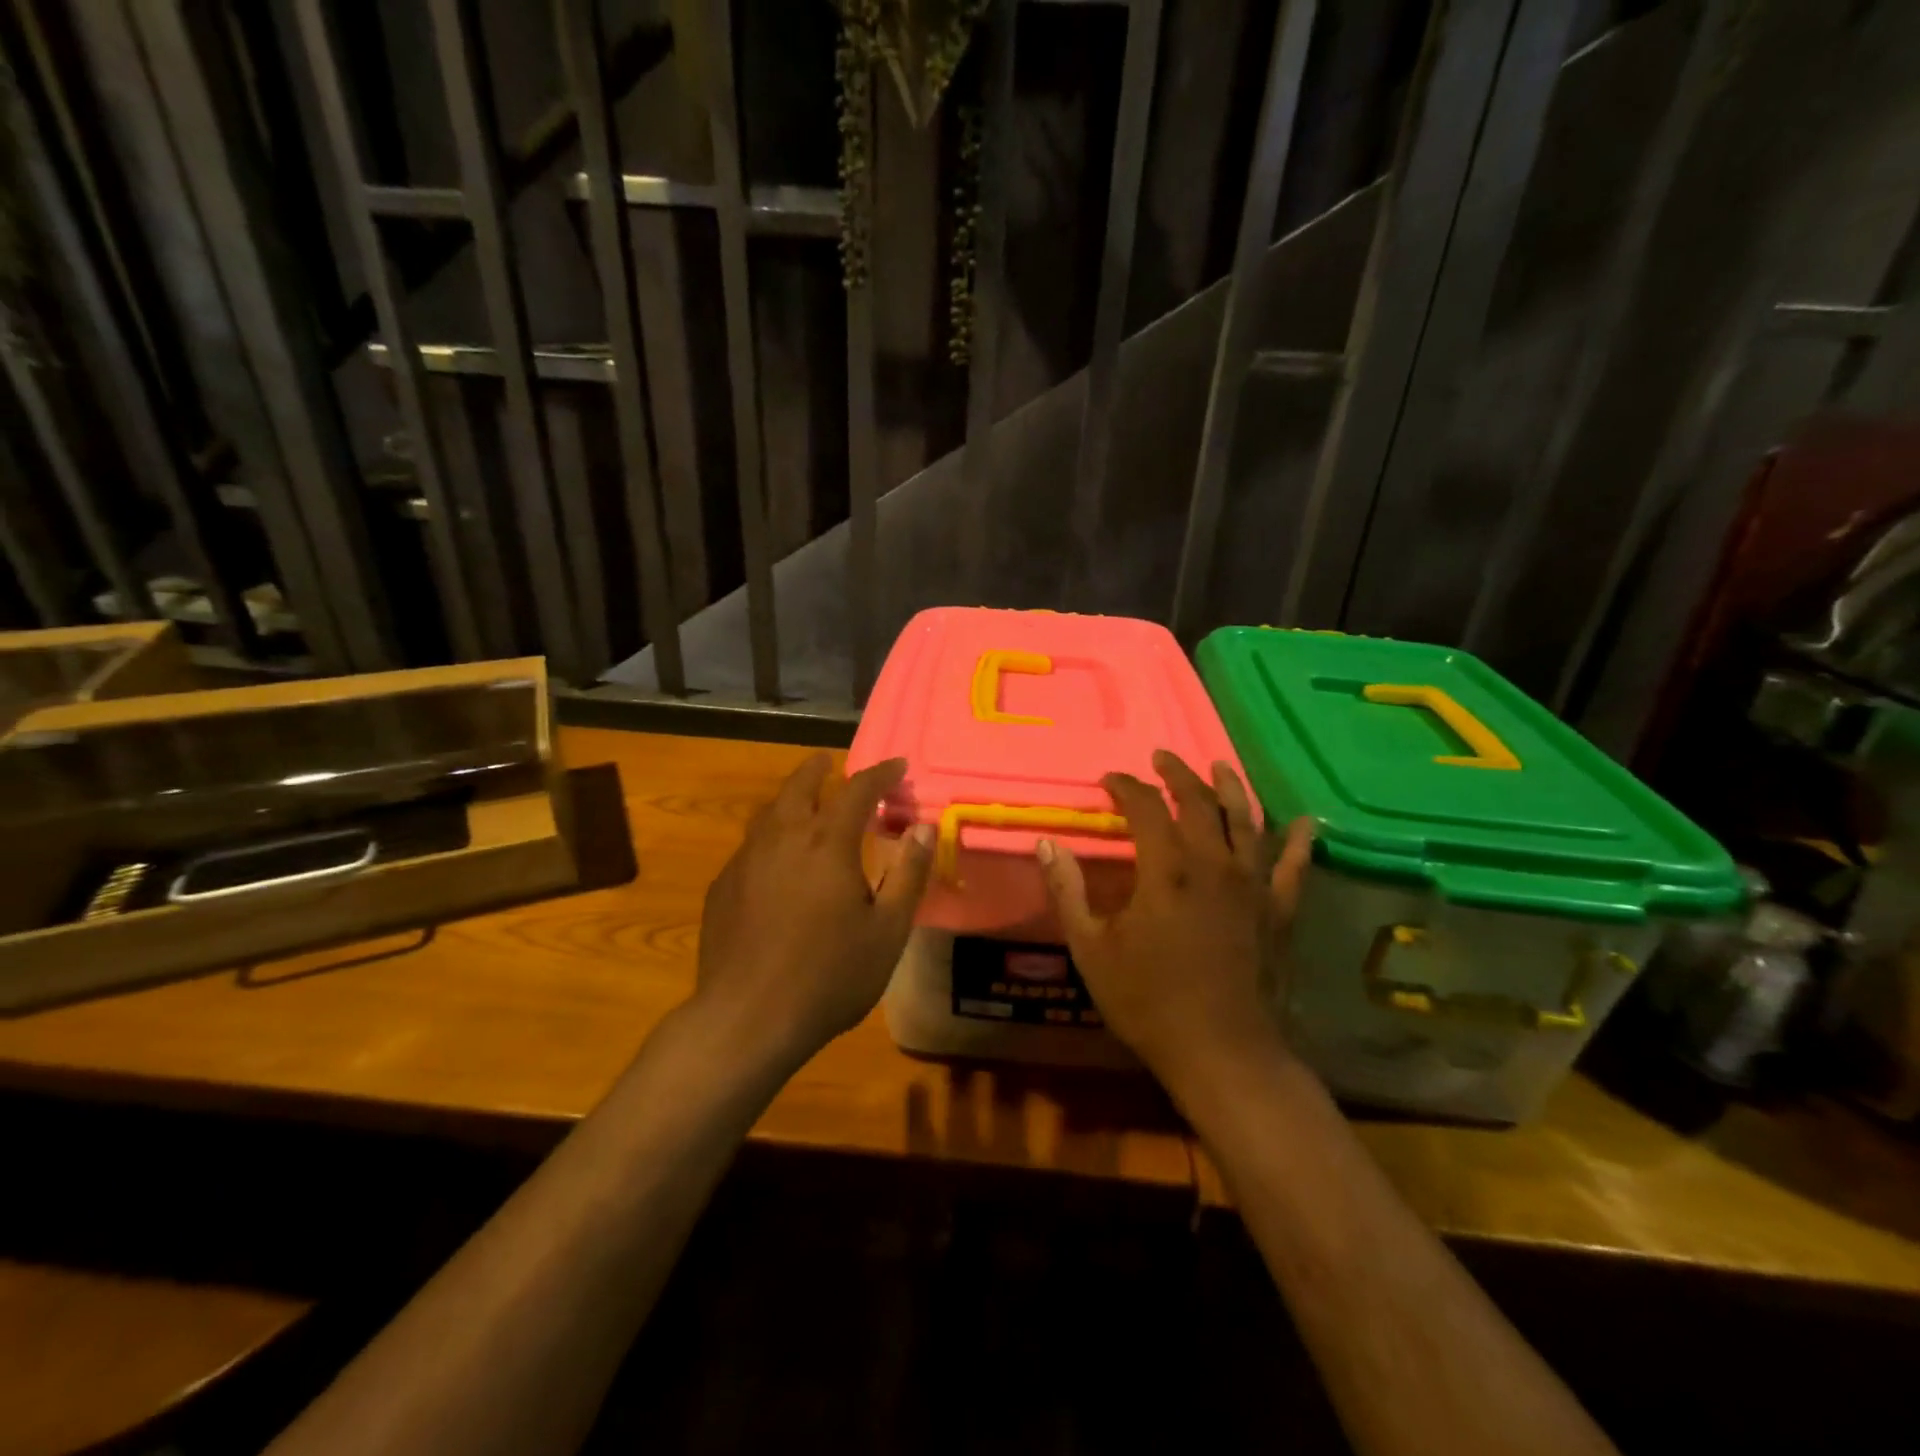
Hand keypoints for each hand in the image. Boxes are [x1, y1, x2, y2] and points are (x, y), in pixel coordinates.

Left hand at [695, 752, 933, 1068]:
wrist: (746, 1019)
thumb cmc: (829, 976)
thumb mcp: (887, 931)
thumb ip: (908, 874)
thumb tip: (924, 828)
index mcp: (827, 844)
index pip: (857, 790)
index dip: (880, 773)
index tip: (898, 766)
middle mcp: (783, 839)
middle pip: (800, 786)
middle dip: (819, 769)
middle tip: (832, 762)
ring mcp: (746, 861)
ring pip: (769, 812)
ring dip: (791, 798)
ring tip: (805, 802)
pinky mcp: (723, 886)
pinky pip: (751, 845)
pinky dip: (770, 836)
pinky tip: (776, 860)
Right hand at [1038, 749, 1312, 1101]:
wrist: (1223, 1053)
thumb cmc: (1148, 1001)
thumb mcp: (1091, 948)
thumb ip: (1068, 891)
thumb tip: (1046, 842)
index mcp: (1166, 869)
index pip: (1145, 808)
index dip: (1126, 787)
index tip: (1109, 779)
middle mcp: (1213, 864)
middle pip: (1198, 803)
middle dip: (1176, 775)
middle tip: (1161, 757)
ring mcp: (1253, 886)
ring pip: (1246, 821)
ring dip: (1231, 788)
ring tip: (1219, 765)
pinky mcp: (1278, 911)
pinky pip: (1293, 867)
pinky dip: (1298, 841)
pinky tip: (1304, 821)